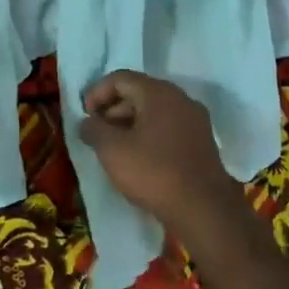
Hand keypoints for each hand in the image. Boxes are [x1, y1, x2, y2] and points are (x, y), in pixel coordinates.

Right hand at [78, 71, 251, 244]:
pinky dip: (148, 135)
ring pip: (154, 112)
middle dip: (112, 110)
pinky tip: (139, 159)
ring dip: (129, 124)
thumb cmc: (153, 173)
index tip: (85, 117)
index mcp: (158, 93)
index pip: (120, 78)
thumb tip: (87, 122)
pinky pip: (168, 128)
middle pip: (138, 92)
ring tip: (114, 149)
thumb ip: (93, 129)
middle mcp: (180, 99)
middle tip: (97, 133)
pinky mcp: (202, 142)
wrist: (203, 210)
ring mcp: (195, 120)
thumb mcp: (112, 150)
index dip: (97, 93)